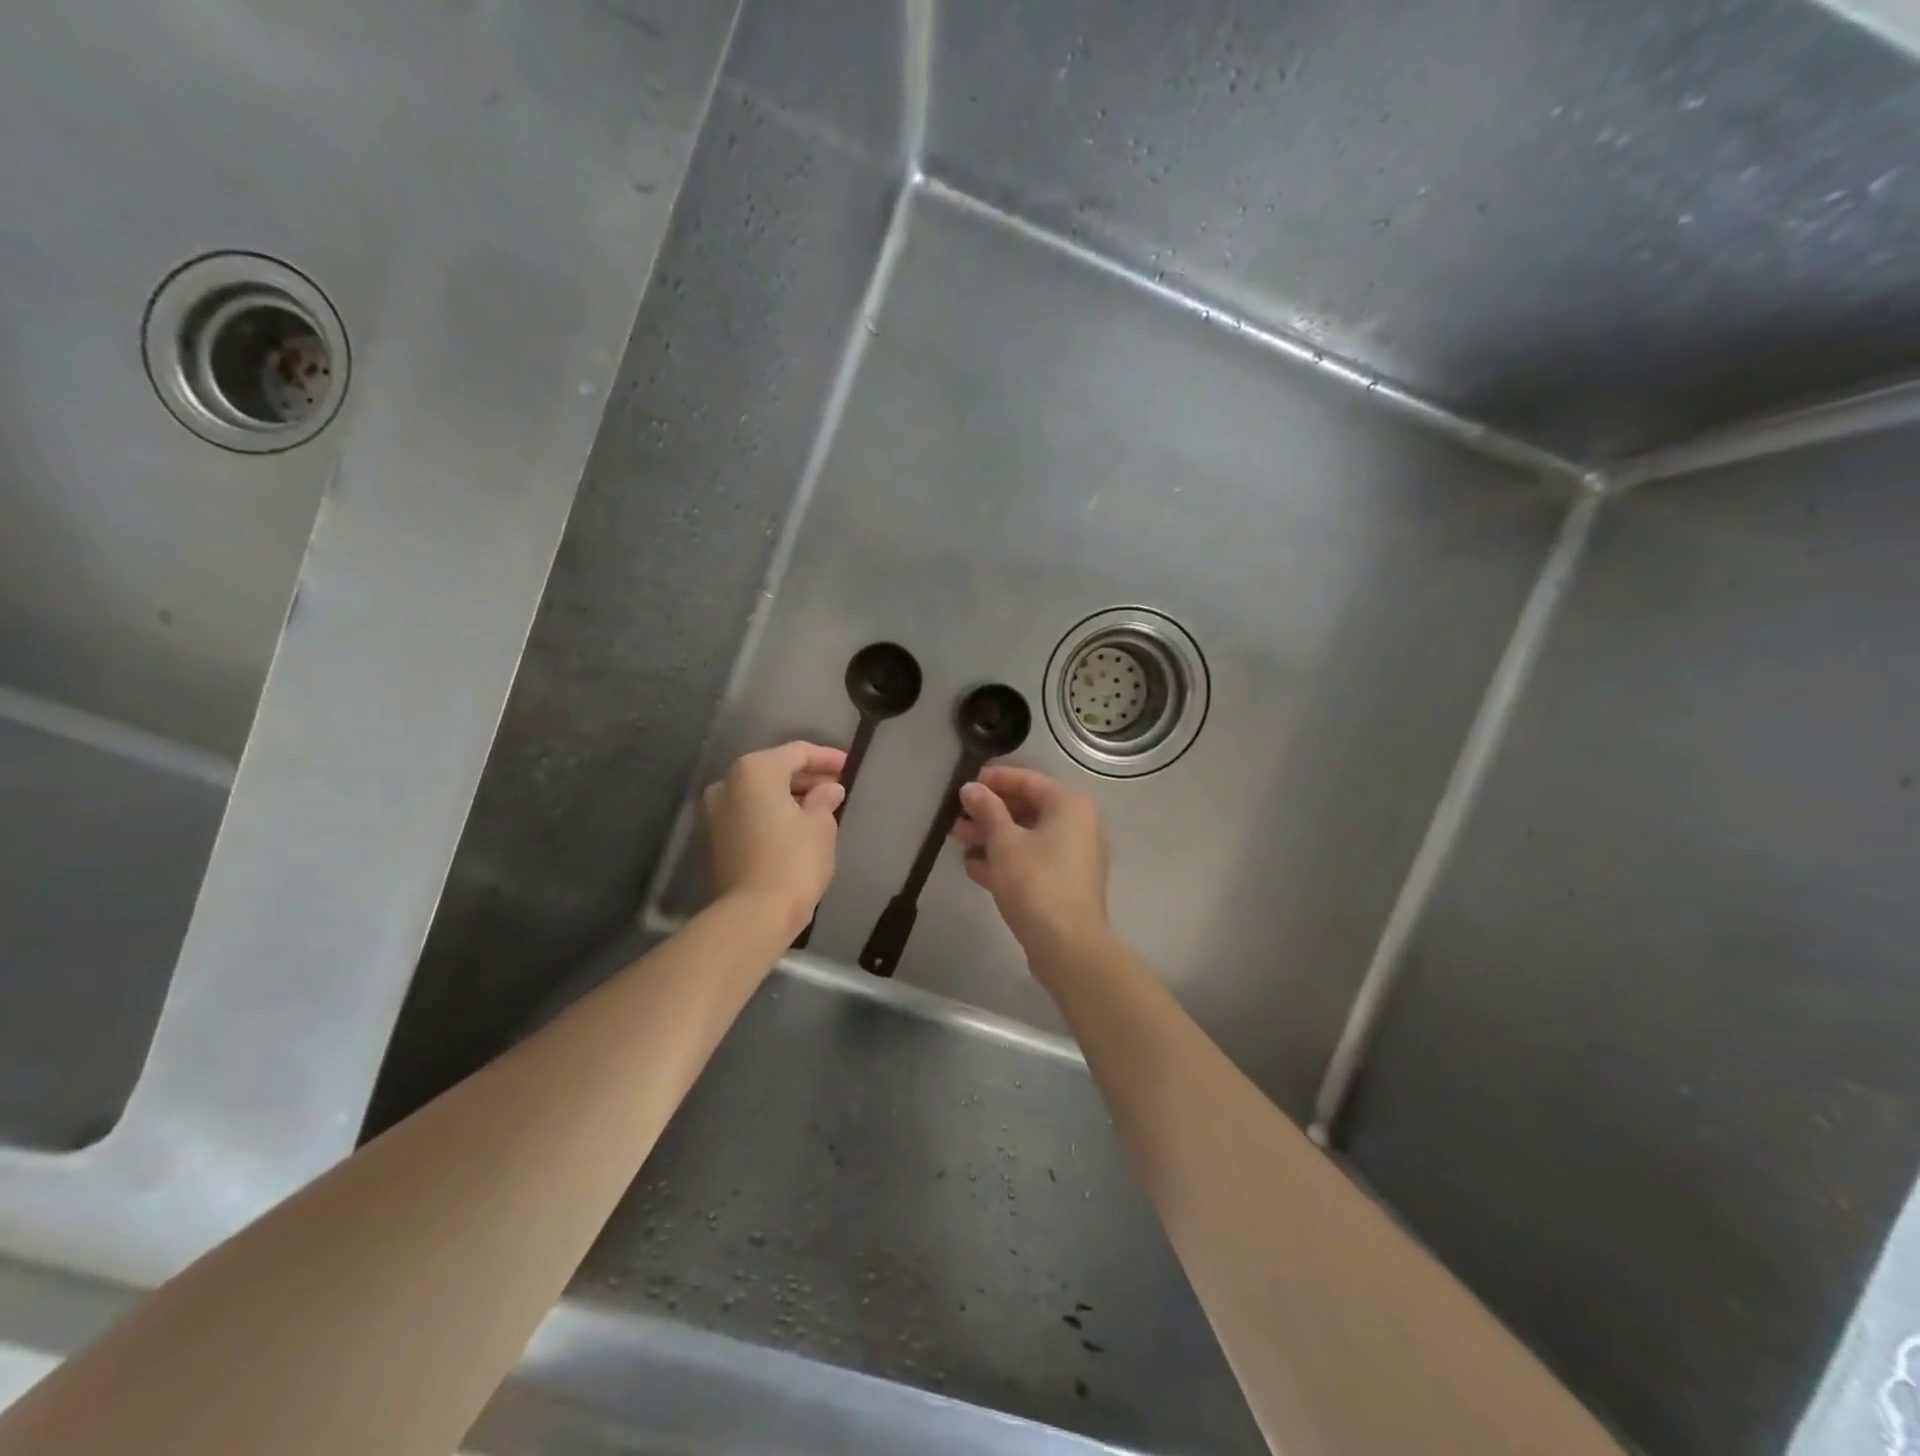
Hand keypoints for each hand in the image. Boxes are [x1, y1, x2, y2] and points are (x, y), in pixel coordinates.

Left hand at [704, 742, 846, 931]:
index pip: (798, 752)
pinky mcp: (714, 838)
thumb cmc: (794, 860)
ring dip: (789, 796)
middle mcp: (727, 783)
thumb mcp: (821, 825)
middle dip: (807, 777)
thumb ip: (825, 798)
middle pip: (774, 770)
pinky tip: (797, 825)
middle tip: (836, 787)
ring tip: (820, 807)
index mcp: (755, 770)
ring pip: (759, 793)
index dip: (827, 758)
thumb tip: (828, 789)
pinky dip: (772, 813)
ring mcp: (715, 812)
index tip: (849, 767)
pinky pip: (749, 813)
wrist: (753, 915)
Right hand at [953, 766, 1109, 956]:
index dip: (994, 780)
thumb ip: (987, 810)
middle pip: (1027, 808)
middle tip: (956, 816)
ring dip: (992, 837)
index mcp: (1069, 805)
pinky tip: (974, 867)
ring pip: (1027, 837)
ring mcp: (1073, 857)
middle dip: (989, 812)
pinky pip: (1032, 861)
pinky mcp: (1064, 884)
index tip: (965, 785)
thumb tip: (971, 788)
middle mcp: (1077, 825)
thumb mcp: (1004, 842)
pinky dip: (1006, 861)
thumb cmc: (1036, 882)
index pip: (1028, 780)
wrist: (1068, 946)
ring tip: (957, 839)